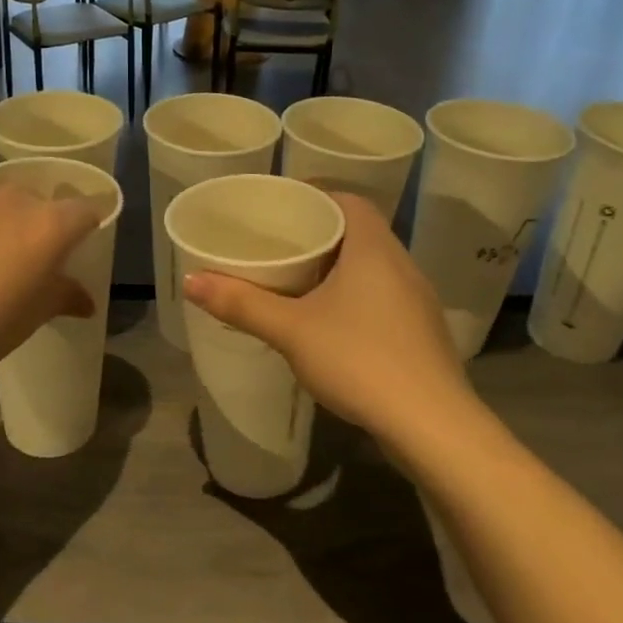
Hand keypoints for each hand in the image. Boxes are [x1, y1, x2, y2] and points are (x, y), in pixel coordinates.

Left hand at [0, 181, 102, 391]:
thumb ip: (63, 298)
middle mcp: (15, 198)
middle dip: (44, 227)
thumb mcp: (31, 318)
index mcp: (49, 225)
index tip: (80, 249)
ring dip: (6, 223)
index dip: (89, 227)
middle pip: (43, 203)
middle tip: (31, 263)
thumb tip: (85, 299)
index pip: (87, 210)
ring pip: (2, 202)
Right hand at [182, 191, 475, 447]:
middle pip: (359, 233)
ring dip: (338, 269)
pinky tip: (331, 323)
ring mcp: (417, 302)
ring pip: (372, 268)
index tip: (281, 209)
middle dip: (319, 235)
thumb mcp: (290, 330)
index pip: (349, 201)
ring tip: (297, 281)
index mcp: (374, 249)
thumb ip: (241, 303)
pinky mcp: (421, 334)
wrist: (432, 425)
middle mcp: (402, 266)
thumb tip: (191, 280)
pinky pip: (382, 298)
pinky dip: (354, 297)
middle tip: (278, 245)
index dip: (315, 197)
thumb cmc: (359, 360)